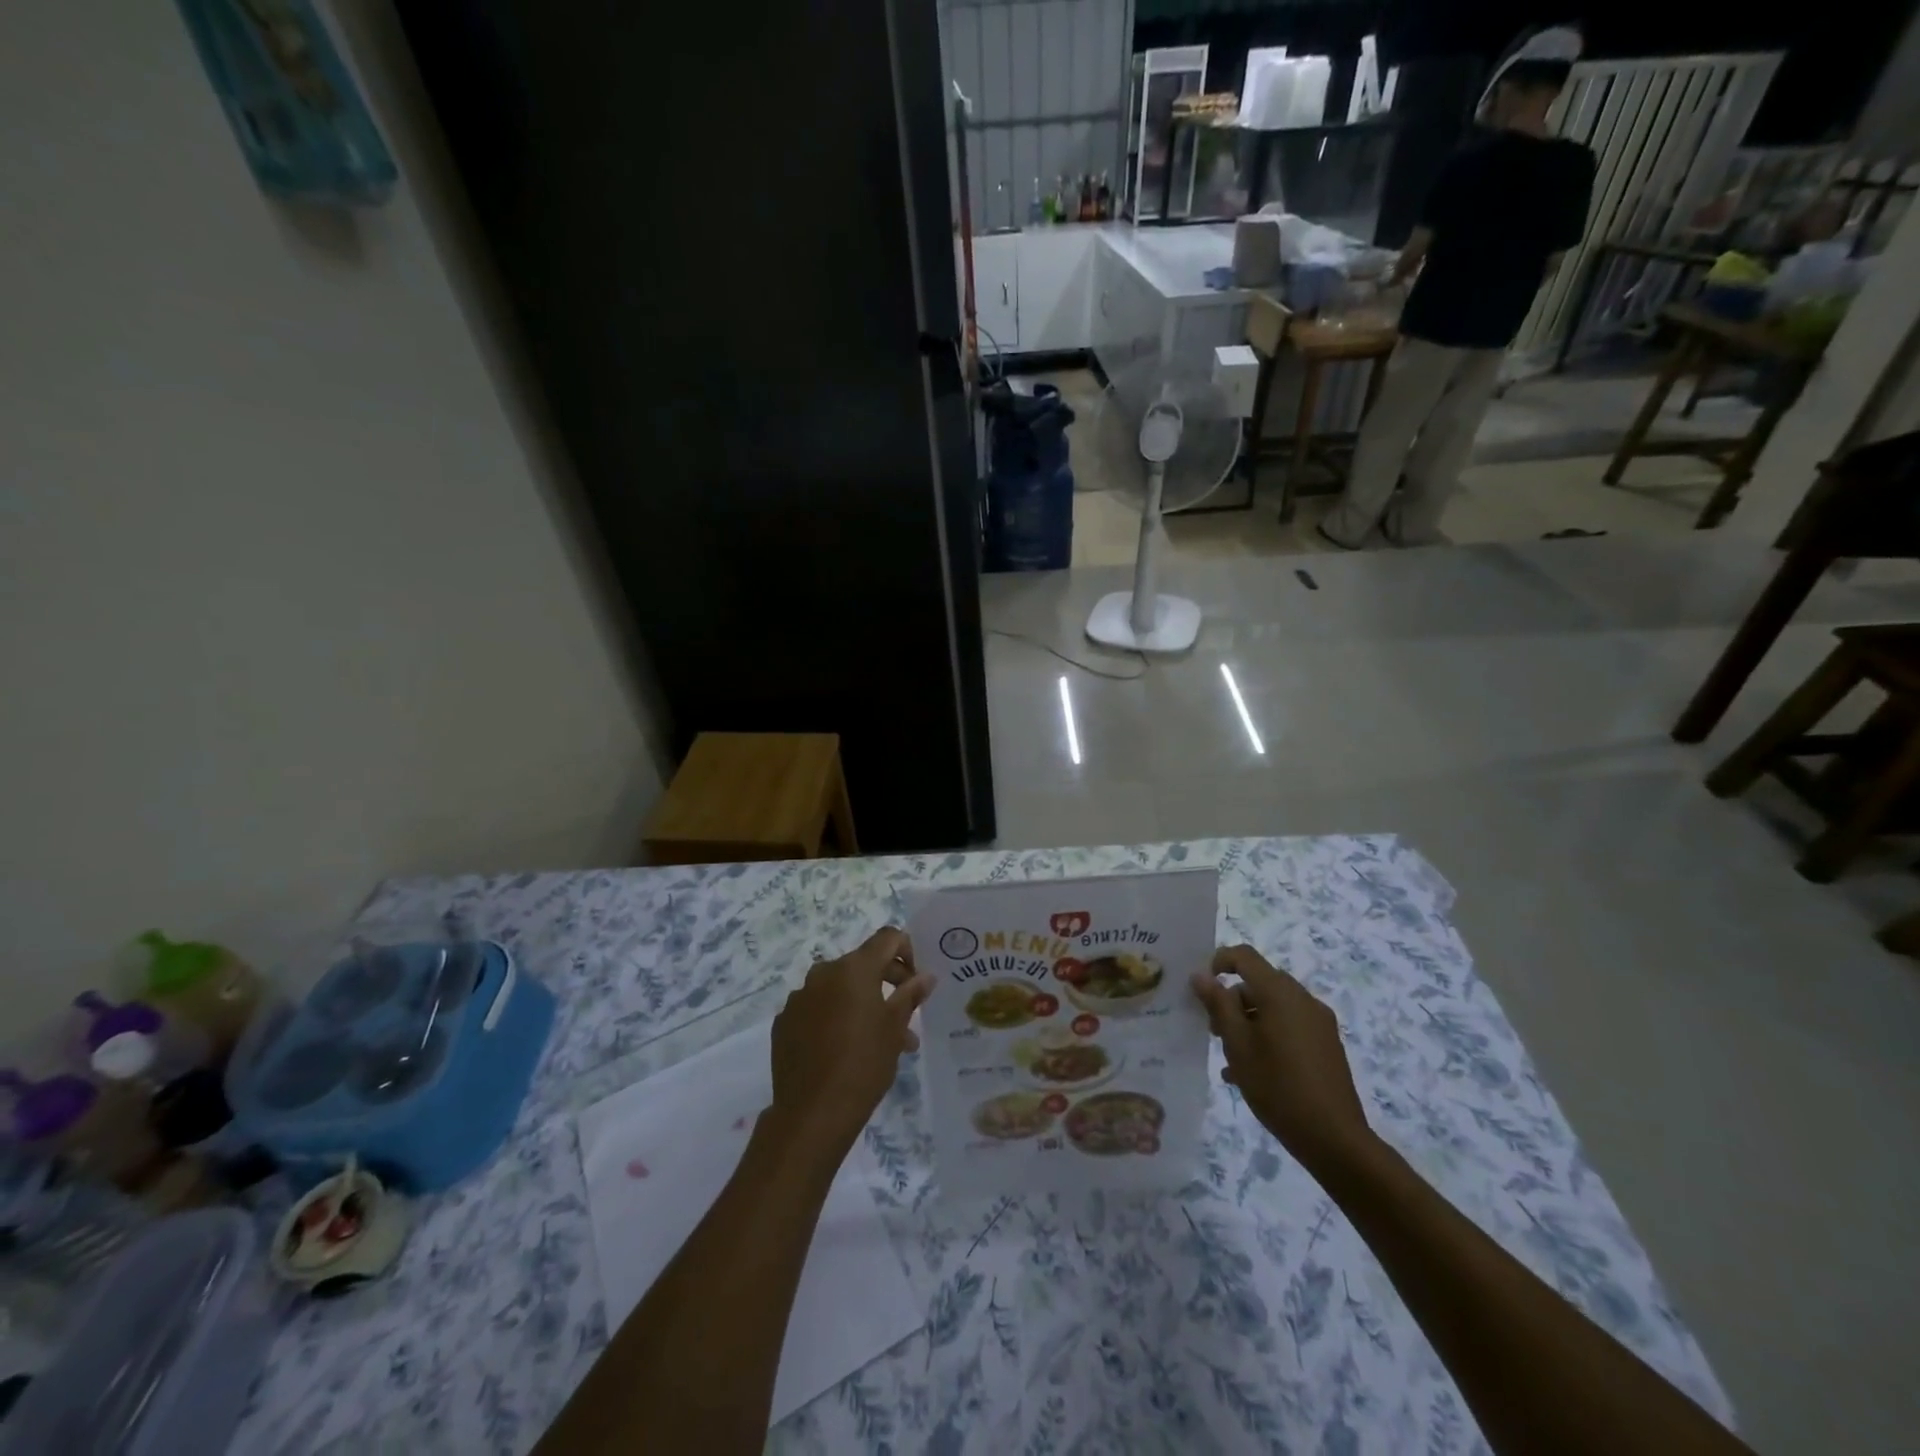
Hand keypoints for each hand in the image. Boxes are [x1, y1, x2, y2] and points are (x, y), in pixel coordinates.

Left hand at [768, 927, 932, 1157]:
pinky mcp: (784, 1022)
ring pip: (839, 989)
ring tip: (879, 1042)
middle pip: (862, 963)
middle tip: (905, 1016)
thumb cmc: (863, 1064)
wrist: (812, 1113)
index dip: (907, 951)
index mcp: (854, 968)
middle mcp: (823, 973)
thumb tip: (926, 976)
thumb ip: (910, 995)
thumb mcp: (895, 1029)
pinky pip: (816, 1008)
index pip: (887, 938)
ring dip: (861, 1004)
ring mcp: (799, 997)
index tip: (914, 981)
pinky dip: (833, 1018)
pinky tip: (841, 1050)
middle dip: (887, 982)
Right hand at [1190, 945, 1372, 1170]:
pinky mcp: (1327, 1045)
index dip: (1219, 962)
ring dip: (1248, 1021)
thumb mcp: (1237, 1044)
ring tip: (1231, 1057)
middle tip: (1214, 1031)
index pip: (1245, 956)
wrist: (1334, 1138)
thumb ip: (1218, 1005)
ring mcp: (1319, 1023)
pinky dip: (1268, 1036)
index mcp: (1280, 993)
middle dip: (1232, 1000)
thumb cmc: (1277, 1086)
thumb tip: (1201, 975)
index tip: (1202, 988)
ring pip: (1274, 1007)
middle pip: (1259, 983)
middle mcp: (1303, 999)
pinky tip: (1252, 1071)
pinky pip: (1290, 1027)